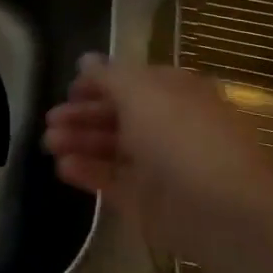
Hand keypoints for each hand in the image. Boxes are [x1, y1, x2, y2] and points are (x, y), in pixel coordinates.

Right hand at [43, 55, 272, 260]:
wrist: (223, 213)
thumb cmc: (183, 139)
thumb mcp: (142, 93)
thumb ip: (108, 76)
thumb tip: (86, 59)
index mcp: (176, 94)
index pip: (132, 82)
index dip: (99, 83)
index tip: (69, 89)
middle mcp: (168, 126)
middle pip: (118, 115)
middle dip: (82, 114)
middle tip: (50, 119)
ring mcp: (157, 165)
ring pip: (110, 148)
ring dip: (78, 141)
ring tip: (49, 143)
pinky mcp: (146, 201)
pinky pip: (111, 180)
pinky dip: (86, 172)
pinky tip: (63, 166)